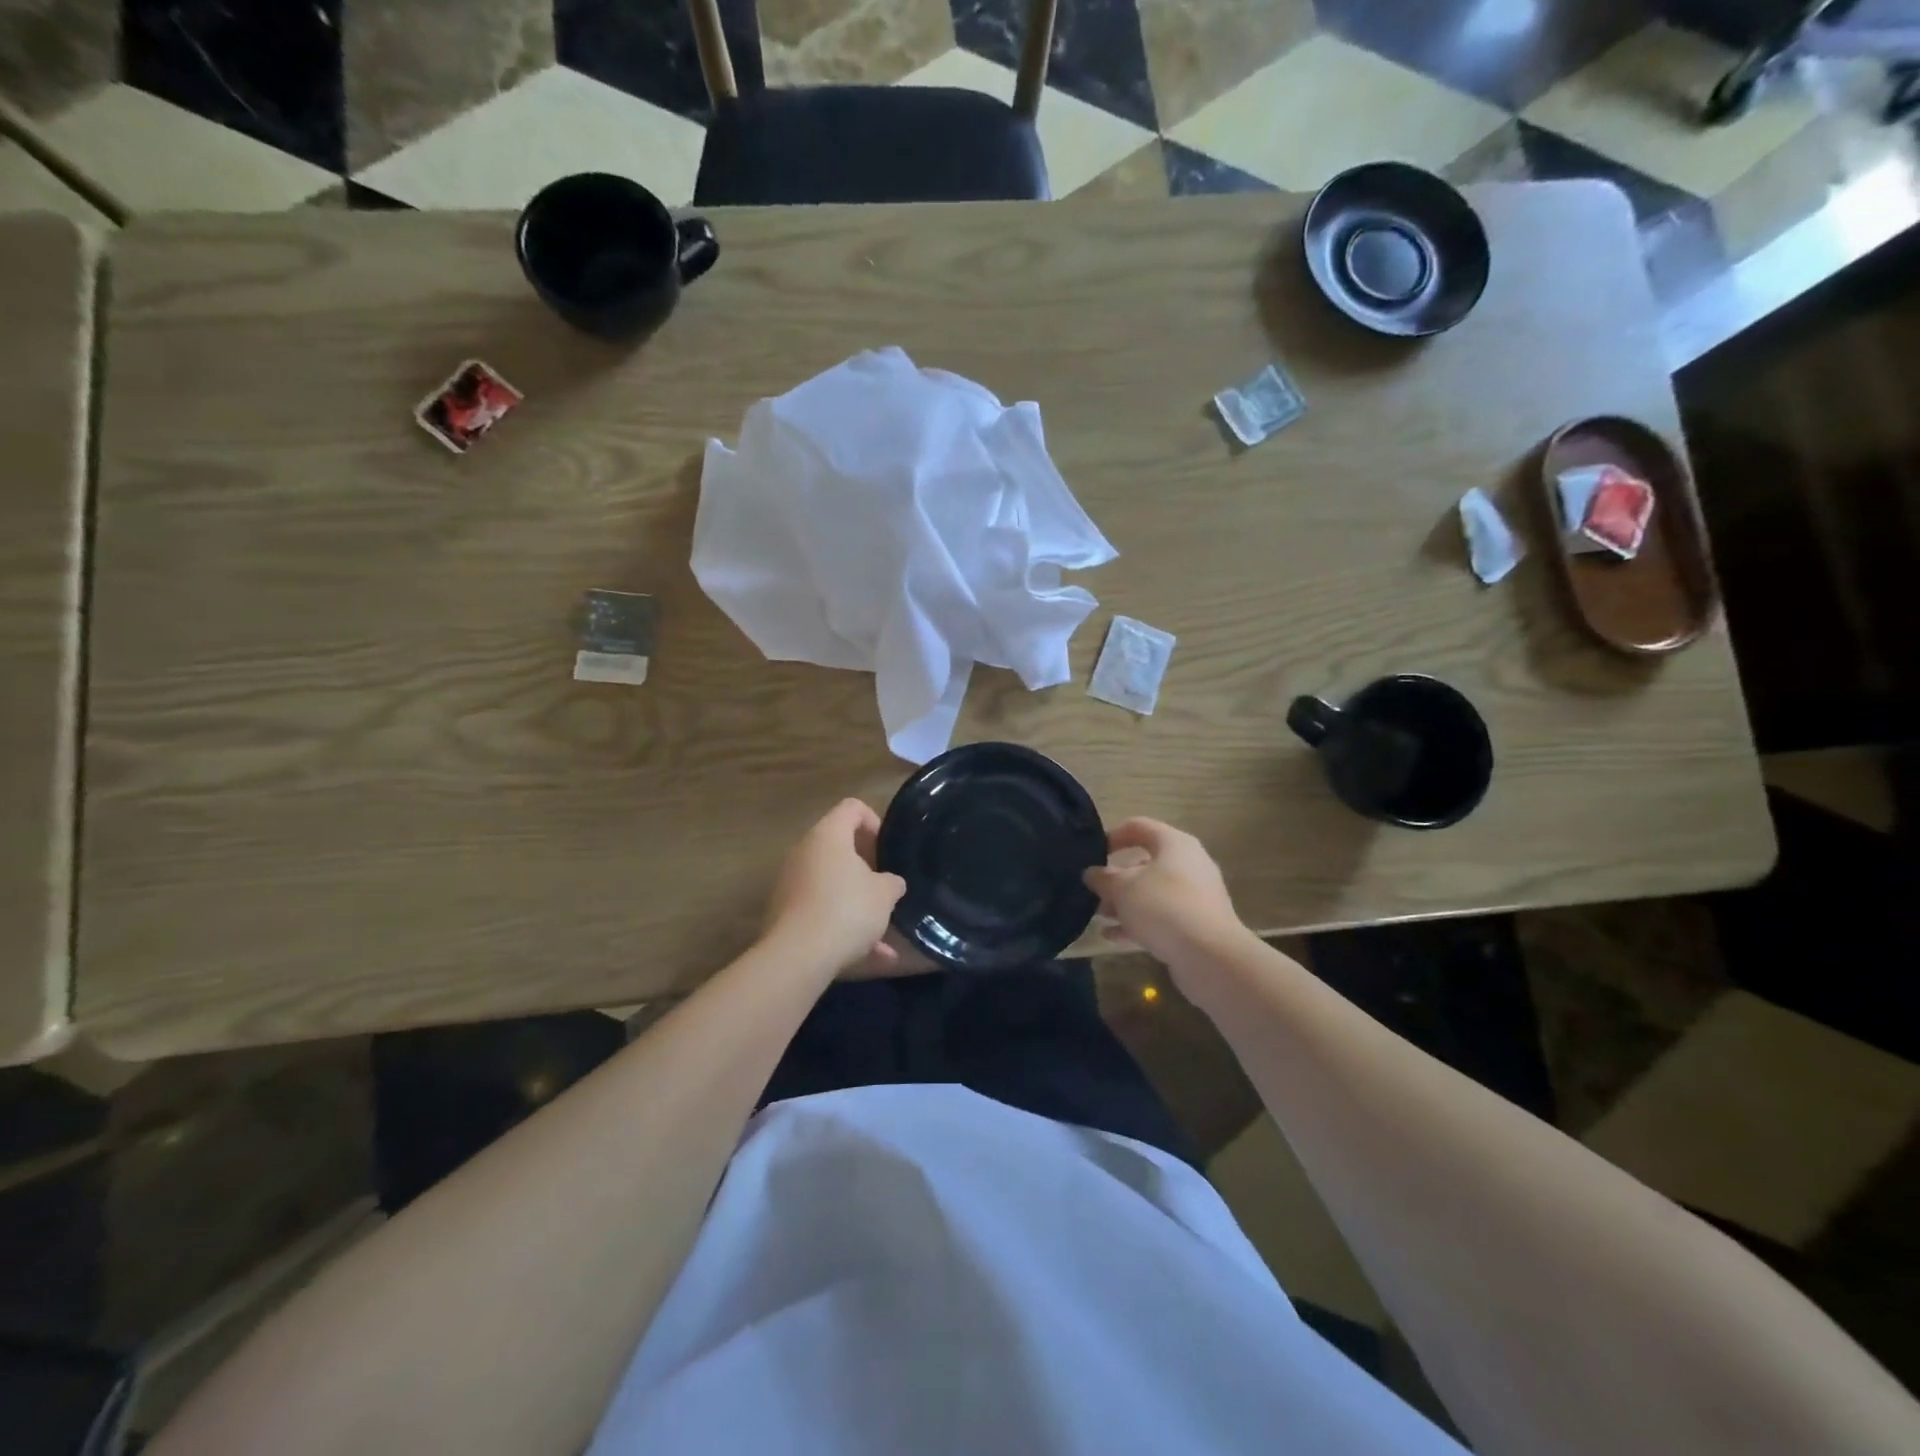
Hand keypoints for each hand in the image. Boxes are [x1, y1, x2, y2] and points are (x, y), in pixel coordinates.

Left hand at [762, 799, 906, 976]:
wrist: (798, 957)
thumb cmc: (846, 910)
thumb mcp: (885, 894)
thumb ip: (892, 882)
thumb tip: (889, 882)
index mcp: (828, 836)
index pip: (852, 807)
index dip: (875, 821)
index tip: (888, 849)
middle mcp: (804, 853)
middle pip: (839, 848)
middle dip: (866, 869)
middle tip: (886, 887)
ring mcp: (791, 884)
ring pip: (832, 887)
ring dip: (858, 905)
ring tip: (883, 932)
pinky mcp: (786, 915)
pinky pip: (822, 913)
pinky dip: (844, 929)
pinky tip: (871, 957)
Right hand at [1084, 818, 1247, 973]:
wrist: (1210, 955)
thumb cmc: (1163, 907)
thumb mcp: (1123, 888)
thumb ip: (1103, 878)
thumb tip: (1092, 873)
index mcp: (1174, 843)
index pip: (1139, 827)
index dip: (1113, 836)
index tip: (1092, 853)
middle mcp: (1188, 864)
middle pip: (1144, 863)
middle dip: (1116, 878)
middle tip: (1093, 891)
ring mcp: (1195, 896)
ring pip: (1152, 893)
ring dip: (1124, 903)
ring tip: (1098, 916)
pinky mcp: (1196, 924)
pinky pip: (1161, 917)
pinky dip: (1137, 923)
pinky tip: (1112, 936)